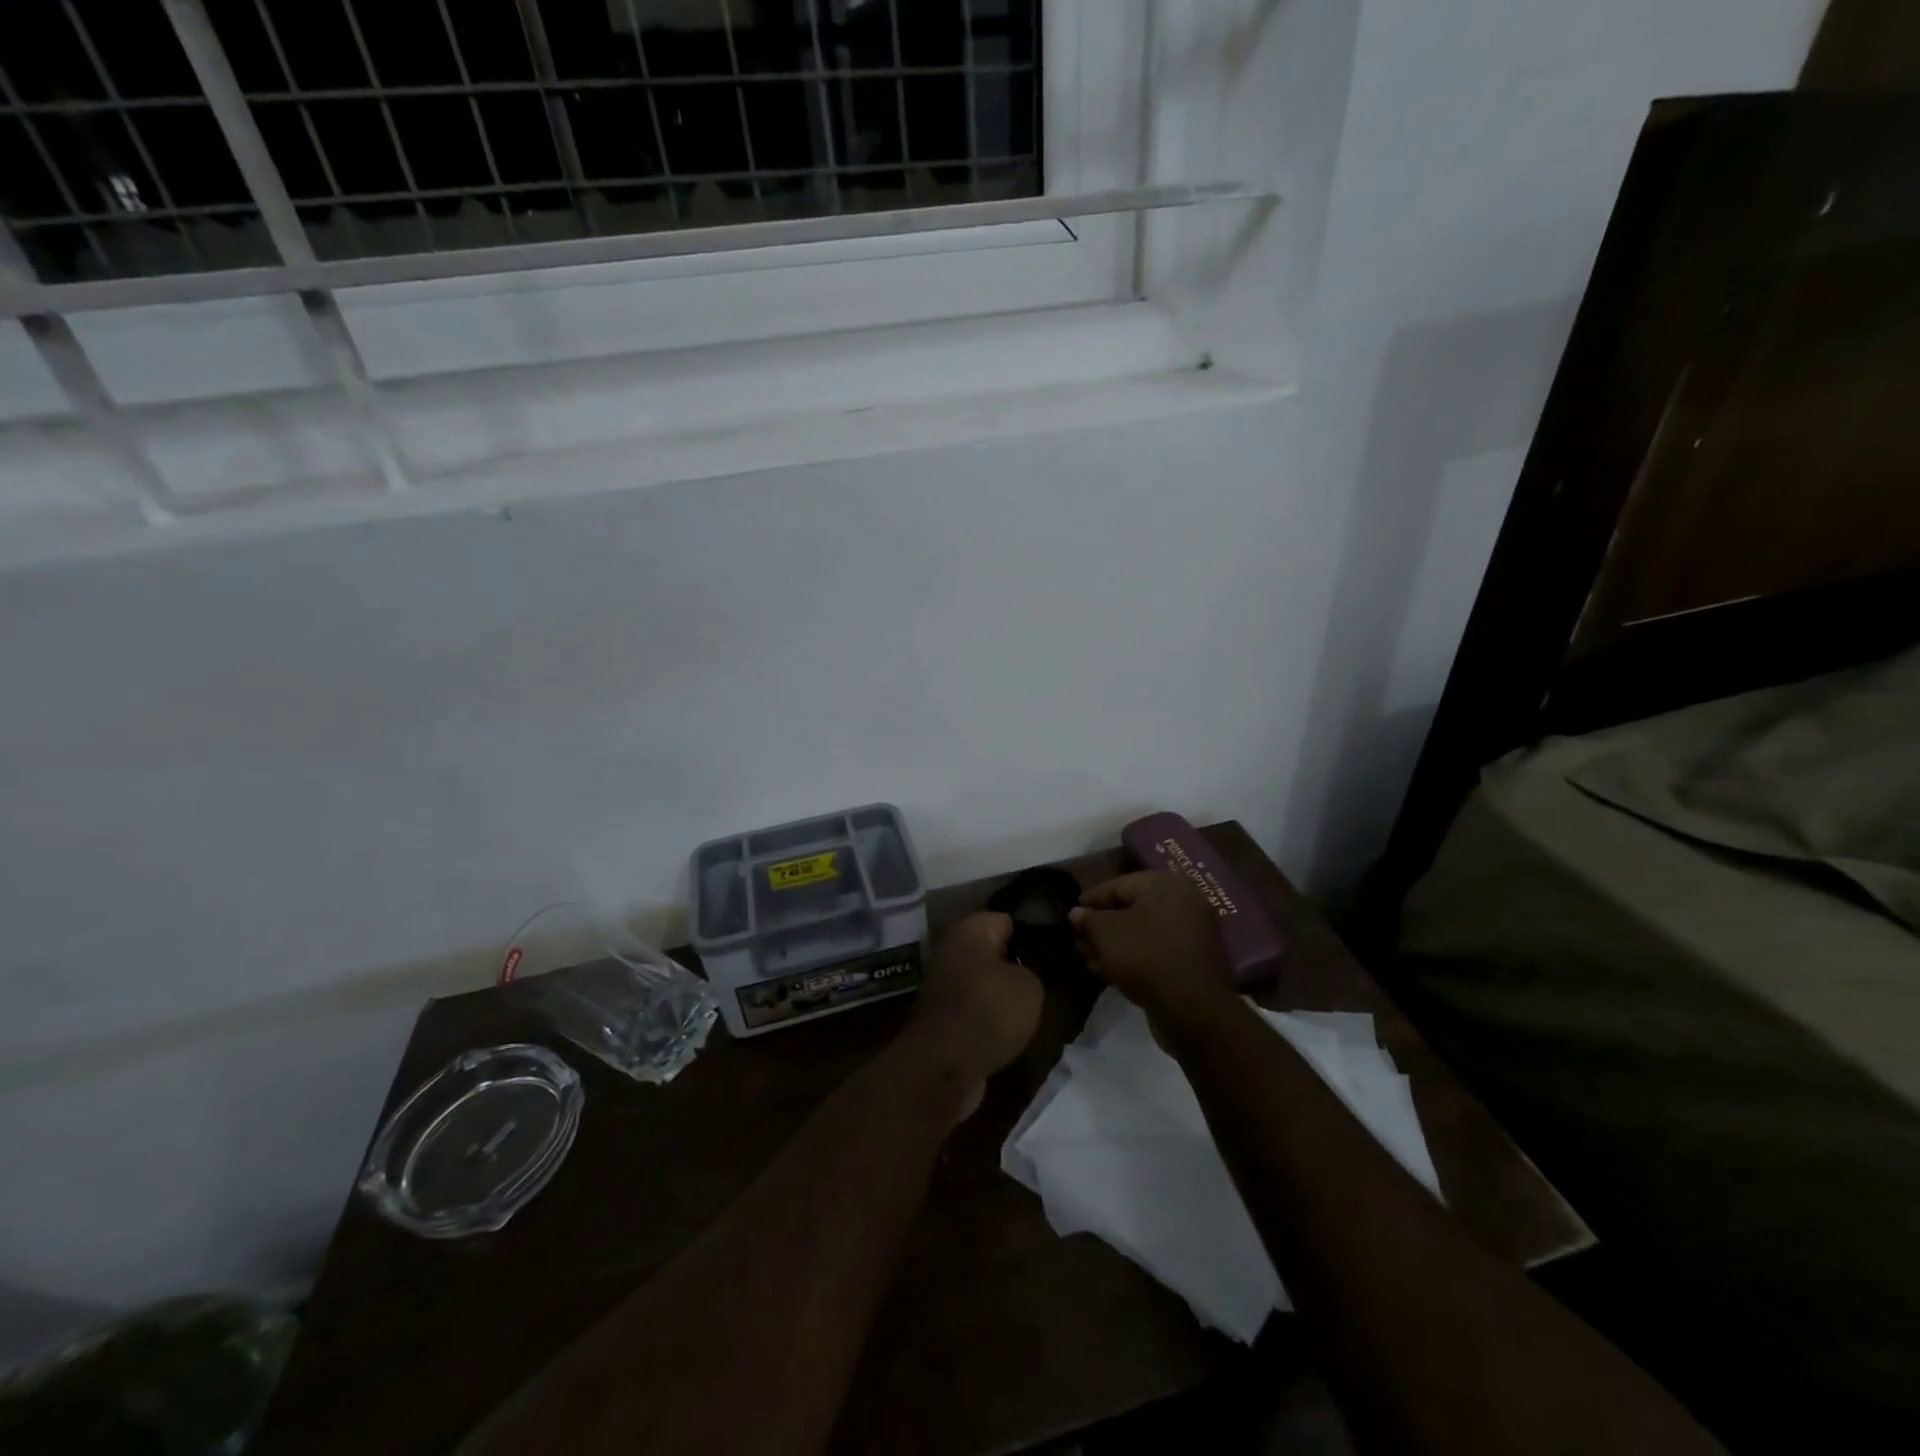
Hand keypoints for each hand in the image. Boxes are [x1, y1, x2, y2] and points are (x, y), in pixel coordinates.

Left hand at [906, 912, 1043, 1092]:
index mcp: (970, 931)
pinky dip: (989, 1016)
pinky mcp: (942, 1016)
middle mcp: (951, 950)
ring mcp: (943, 984)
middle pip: (992, 950)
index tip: (1053, 947)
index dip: (1031, 931)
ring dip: (1003, 993)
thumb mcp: (1029, 986)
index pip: (1006, 919)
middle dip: (1016, 963)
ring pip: (984, 980)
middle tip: (1046, 977)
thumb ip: (1031, 970)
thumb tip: (1020, 974)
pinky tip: (1010, 1028)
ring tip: (1032, 1006)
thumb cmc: (988, 1011)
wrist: (943, 1067)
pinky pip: (975, 1006)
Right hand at [1069, 872, 1235, 1028]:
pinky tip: (1109, 971)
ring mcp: (1192, 932)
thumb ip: (1088, 919)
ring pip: (1143, 932)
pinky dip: (1133, 956)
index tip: (1072, 911)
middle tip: (1079, 940)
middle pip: (1132, 910)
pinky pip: (1157, 950)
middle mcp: (1184, 902)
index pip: (1119, 885)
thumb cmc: (1145, 956)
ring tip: (1088, 958)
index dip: (1092, 899)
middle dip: (1101, 926)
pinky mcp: (1193, 960)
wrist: (1192, 1008)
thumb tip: (1077, 913)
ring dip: (1114, 945)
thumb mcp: (1106, 934)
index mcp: (1165, 884)